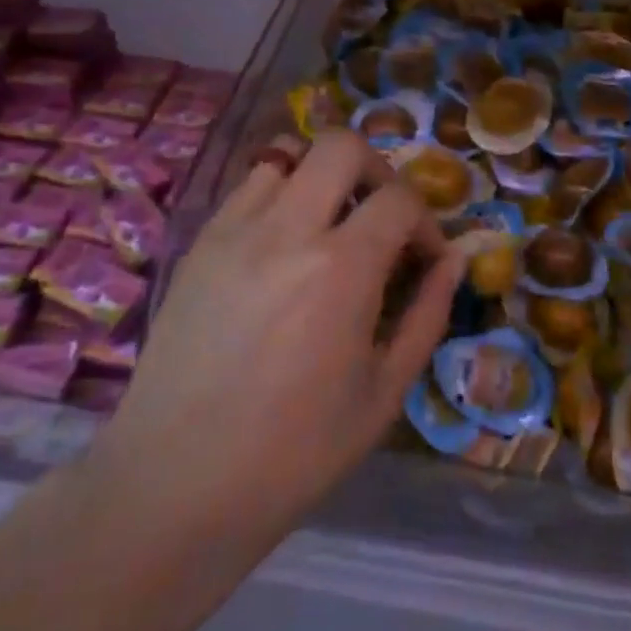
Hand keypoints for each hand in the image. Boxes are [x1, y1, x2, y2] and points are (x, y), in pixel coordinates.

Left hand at [95, 131, 463, 545]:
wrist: (176, 484)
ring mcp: (233, 230)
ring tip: (330, 228)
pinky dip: (280, 197)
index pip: (400, 200)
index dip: (426, 223)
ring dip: (322, 179)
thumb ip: (427, 314)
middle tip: (382, 220)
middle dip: (377, 172)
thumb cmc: (295, 452)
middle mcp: (285, 230)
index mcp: (340, 268)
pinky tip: (282, 249)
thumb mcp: (384, 392)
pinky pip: (248, 189)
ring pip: (287, 155)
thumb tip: (454, 261)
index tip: (426, 260)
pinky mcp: (198, 244)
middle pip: (341, 146)